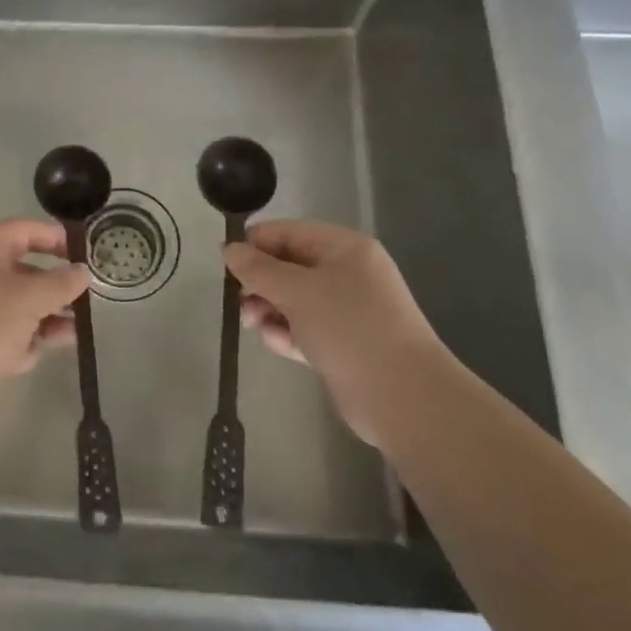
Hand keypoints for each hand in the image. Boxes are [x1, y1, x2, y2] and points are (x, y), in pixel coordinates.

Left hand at [0, 220, 90, 393]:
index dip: (59, 240)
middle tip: (84, 299)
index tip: (87, 256)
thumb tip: (82, 272)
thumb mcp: (32, 298)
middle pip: (21, 268)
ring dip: (43, 315)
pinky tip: (37, 354)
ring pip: (12, 302)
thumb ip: (62, 282)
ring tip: (73, 332)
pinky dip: (19, 337)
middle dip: (54, 286)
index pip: (26, 230)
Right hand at [223, 220, 444, 446]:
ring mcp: (347, 310)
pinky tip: (277, 344)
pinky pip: (304, 327)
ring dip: (269, 309)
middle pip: (288, 266)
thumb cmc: (349, 328)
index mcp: (343, 248)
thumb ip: (258, 269)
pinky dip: (287, 332)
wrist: (403, 398)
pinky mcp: (343, 343)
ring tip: (257, 326)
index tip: (226, 267)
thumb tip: (228, 249)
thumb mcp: (296, 291)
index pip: (287, 233)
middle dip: (260, 283)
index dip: (254, 245)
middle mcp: (347, 273)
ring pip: (293, 299)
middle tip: (242, 305)